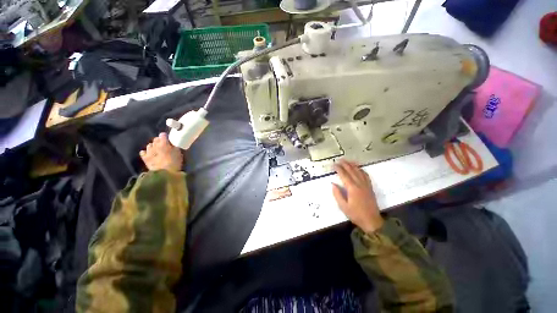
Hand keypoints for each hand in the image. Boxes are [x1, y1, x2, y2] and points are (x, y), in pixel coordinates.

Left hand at [139, 133, 182, 171]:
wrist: (164, 173)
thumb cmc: (174, 162)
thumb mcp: (178, 153)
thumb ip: (175, 146)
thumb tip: (173, 143)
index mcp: (164, 143)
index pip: (162, 135)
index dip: (166, 137)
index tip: (169, 140)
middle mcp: (154, 145)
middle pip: (155, 139)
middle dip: (159, 141)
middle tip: (164, 145)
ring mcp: (148, 151)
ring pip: (149, 145)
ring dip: (153, 146)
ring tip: (157, 150)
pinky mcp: (145, 158)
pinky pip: (143, 152)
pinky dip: (146, 152)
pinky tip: (150, 154)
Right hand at [332, 159, 383, 232]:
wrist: (372, 221)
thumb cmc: (356, 214)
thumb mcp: (343, 206)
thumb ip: (337, 194)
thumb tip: (333, 184)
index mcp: (352, 188)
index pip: (344, 175)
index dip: (338, 169)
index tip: (334, 164)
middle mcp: (359, 184)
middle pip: (352, 171)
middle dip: (345, 164)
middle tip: (339, 160)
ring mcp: (366, 185)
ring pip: (359, 171)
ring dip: (353, 165)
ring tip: (348, 161)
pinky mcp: (370, 187)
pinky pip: (366, 175)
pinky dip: (361, 170)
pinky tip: (359, 168)